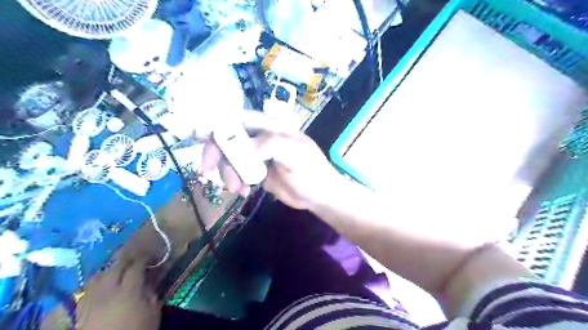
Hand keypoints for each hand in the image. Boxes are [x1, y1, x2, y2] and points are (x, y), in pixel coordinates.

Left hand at [76, 261, 162, 329]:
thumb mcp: (153, 314)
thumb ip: (152, 295)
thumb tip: (149, 283)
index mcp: (129, 290)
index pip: (136, 267)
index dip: (143, 259)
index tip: (150, 257)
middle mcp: (108, 291)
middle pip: (115, 268)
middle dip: (125, 261)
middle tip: (134, 259)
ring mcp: (91, 301)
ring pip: (97, 277)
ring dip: (108, 271)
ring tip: (116, 271)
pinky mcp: (80, 312)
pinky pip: (86, 291)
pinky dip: (95, 285)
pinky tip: (101, 288)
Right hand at [203, 109, 344, 208]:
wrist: (319, 196)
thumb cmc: (311, 171)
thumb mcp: (296, 155)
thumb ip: (271, 144)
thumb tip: (244, 147)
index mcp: (271, 126)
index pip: (240, 118)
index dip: (219, 125)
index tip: (201, 138)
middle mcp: (261, 137)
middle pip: (229, 138)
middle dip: (216, 154)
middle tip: (208, 171)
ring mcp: (258, 155)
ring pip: (230, 157)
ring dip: (226, 172)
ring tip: (236, 189)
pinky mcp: (257, 171)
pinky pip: (237, 172)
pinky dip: (234, 181)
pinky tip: (243, 192)